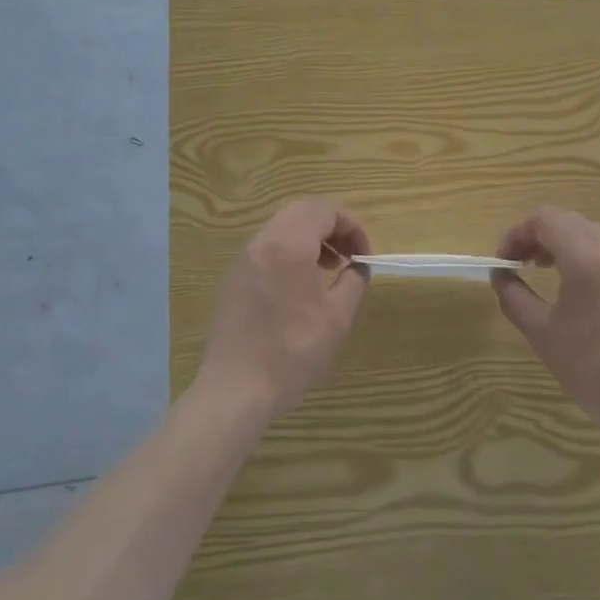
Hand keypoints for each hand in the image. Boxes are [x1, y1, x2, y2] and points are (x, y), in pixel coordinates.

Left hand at [196, 199, 371, 421]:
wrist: (235, 389)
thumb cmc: (291, 352)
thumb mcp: (336, 319)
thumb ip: (353, 282)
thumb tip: (358, 266)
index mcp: (288, 244)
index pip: (324, 210)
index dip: (351, 225)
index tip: (365, 254)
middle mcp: (262, 241)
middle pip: (302, 211)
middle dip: (332, 226)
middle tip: (350, 254)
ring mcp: (244, 258)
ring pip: (283, 227)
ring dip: (311, 237)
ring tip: (329, 268)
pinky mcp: (234, 277)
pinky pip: (268, 247)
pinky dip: (290, 251)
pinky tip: (301, 285)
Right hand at [491, 206, 599, 426]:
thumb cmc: (592, 367)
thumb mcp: (541, 333)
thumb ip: (514, 296)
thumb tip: (502, 276)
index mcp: (586, 257)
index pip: (545, 219)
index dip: (517, 233)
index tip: (504, 260)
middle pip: (570, 222)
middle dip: (540, 236)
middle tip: (523, 263)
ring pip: (596, 236)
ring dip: (567, 245)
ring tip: (551, 273)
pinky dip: (592, 261)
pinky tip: (587, 297)